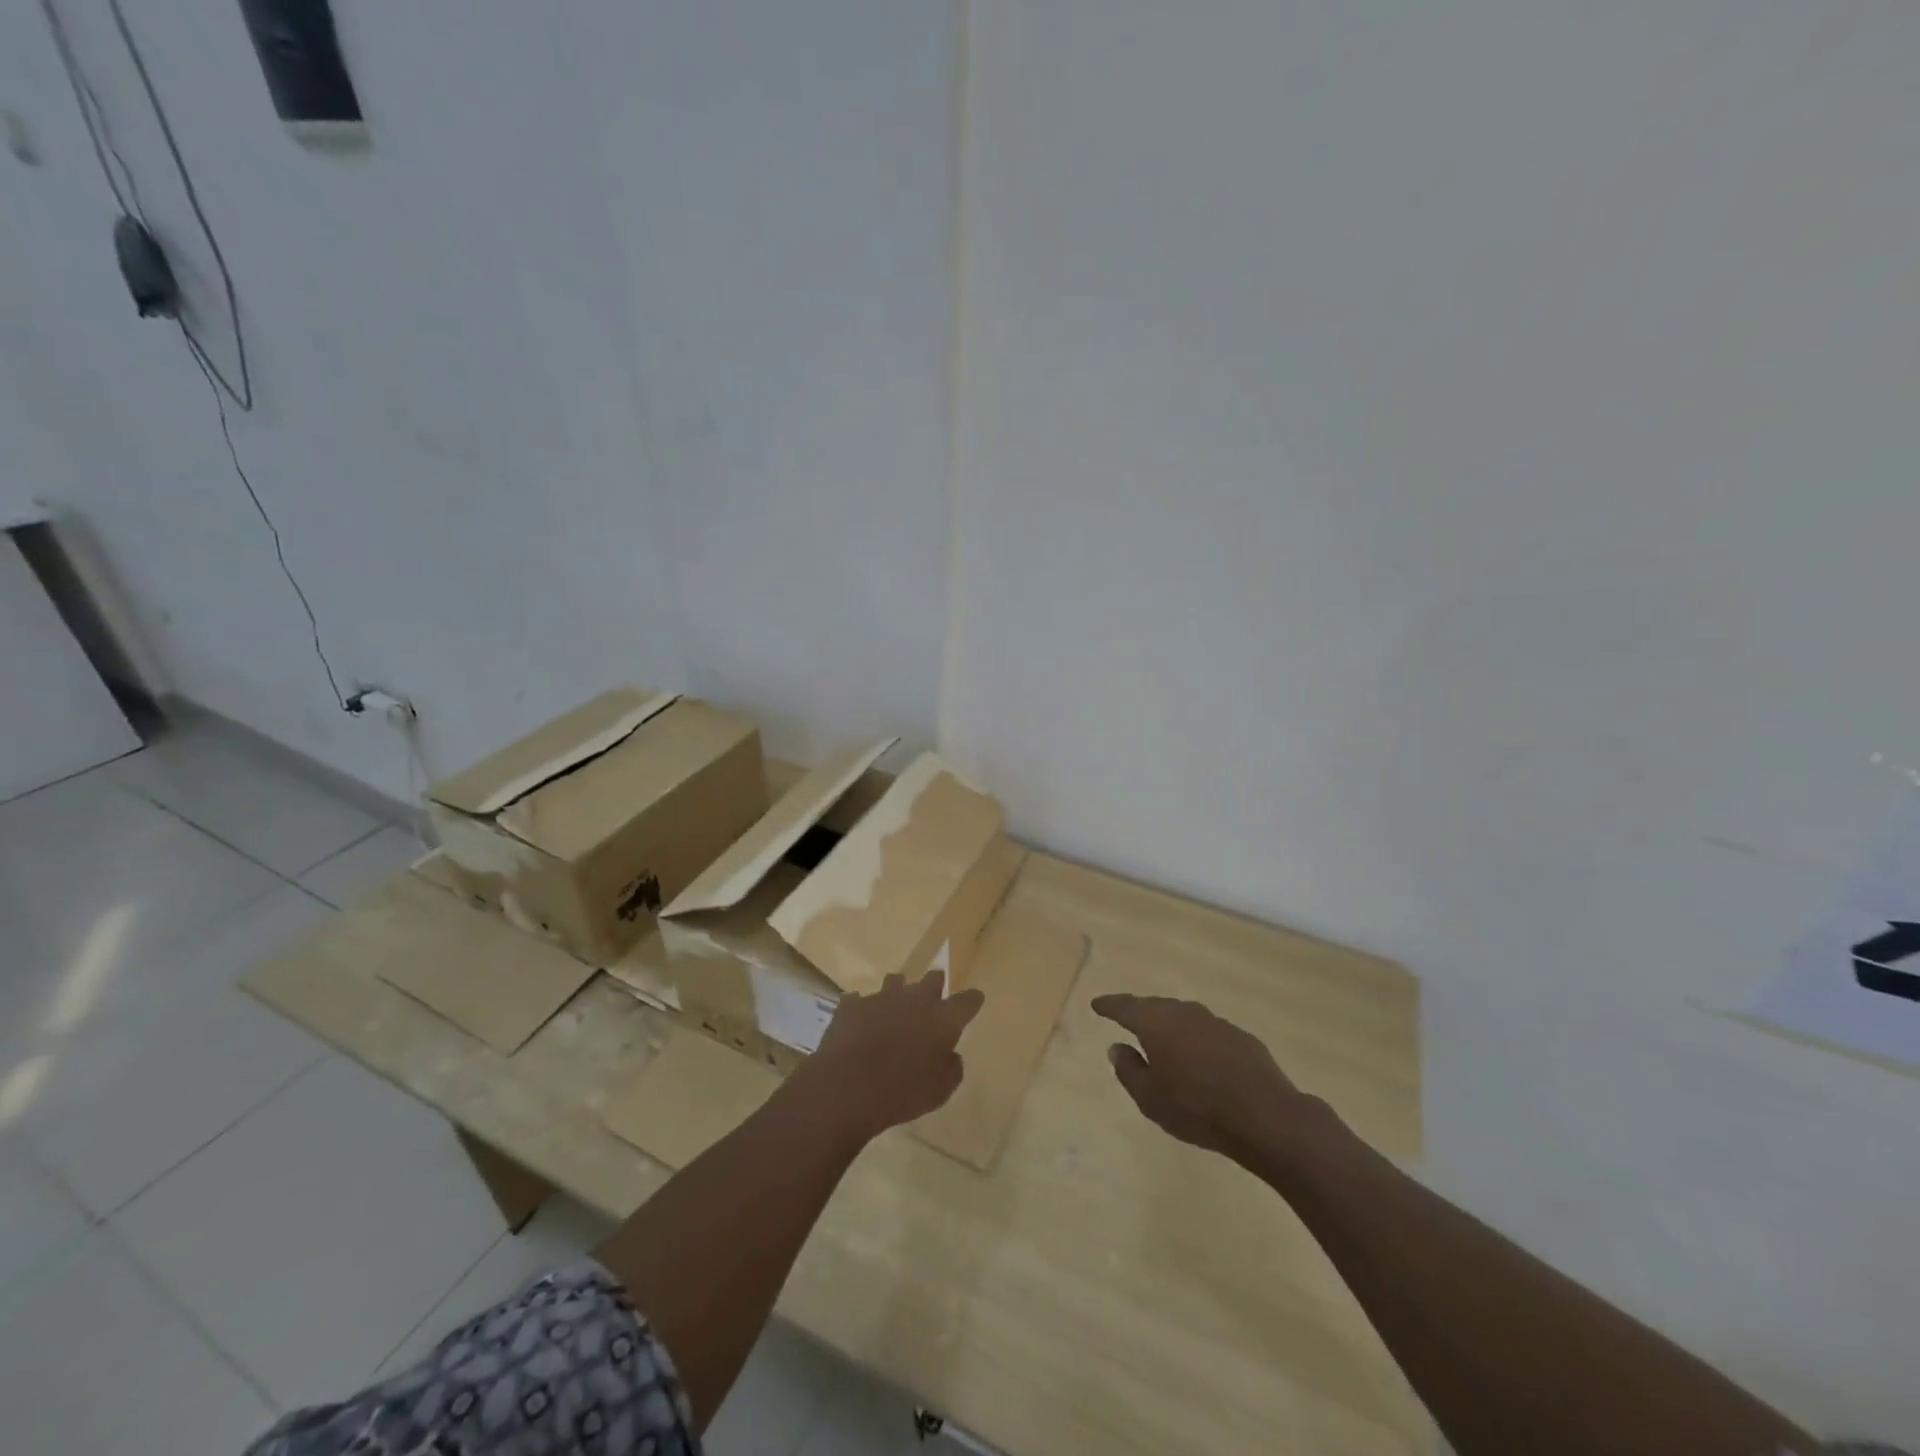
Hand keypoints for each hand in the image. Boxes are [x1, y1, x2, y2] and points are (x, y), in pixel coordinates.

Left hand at [796, 972, 983, 1144]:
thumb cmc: (903, 1092)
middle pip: (933, 979)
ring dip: (899, 992)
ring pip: (896, 981)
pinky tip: (861, 1022)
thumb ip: (951, 1067)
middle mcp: (916, 999)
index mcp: (943, 1018)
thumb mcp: (941, 1090)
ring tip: (895, 1008)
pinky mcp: (852, 1005)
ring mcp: (881, 997)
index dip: (972, 1000)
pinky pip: (861, 1000)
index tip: (973, 1002)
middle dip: (936, 985)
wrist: (847, 1087)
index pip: (968, 1000)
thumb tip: (950, 1055)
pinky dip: (864, 1009)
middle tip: (934, 998)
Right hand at [1093, 993, 1315, 1160]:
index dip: (1109, 1005)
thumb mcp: (1149, 1098)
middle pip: (1155, 1006)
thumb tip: (1117, 1047)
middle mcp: (1183, 1012)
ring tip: (1163, 1038)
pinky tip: (1200, 1057)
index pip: (1125, 1007)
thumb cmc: (1196, 1108)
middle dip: (1140, 1011)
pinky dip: (1197, 1038)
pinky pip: (1208, 1031)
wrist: (1264, 1115)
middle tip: (1128, 1018)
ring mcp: (1215, 1022)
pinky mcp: (1240, 1037)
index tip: (1097, 1004)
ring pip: (1183, 1016)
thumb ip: (1128, 1069)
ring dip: (1170, 1024)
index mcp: (1155, 1023)